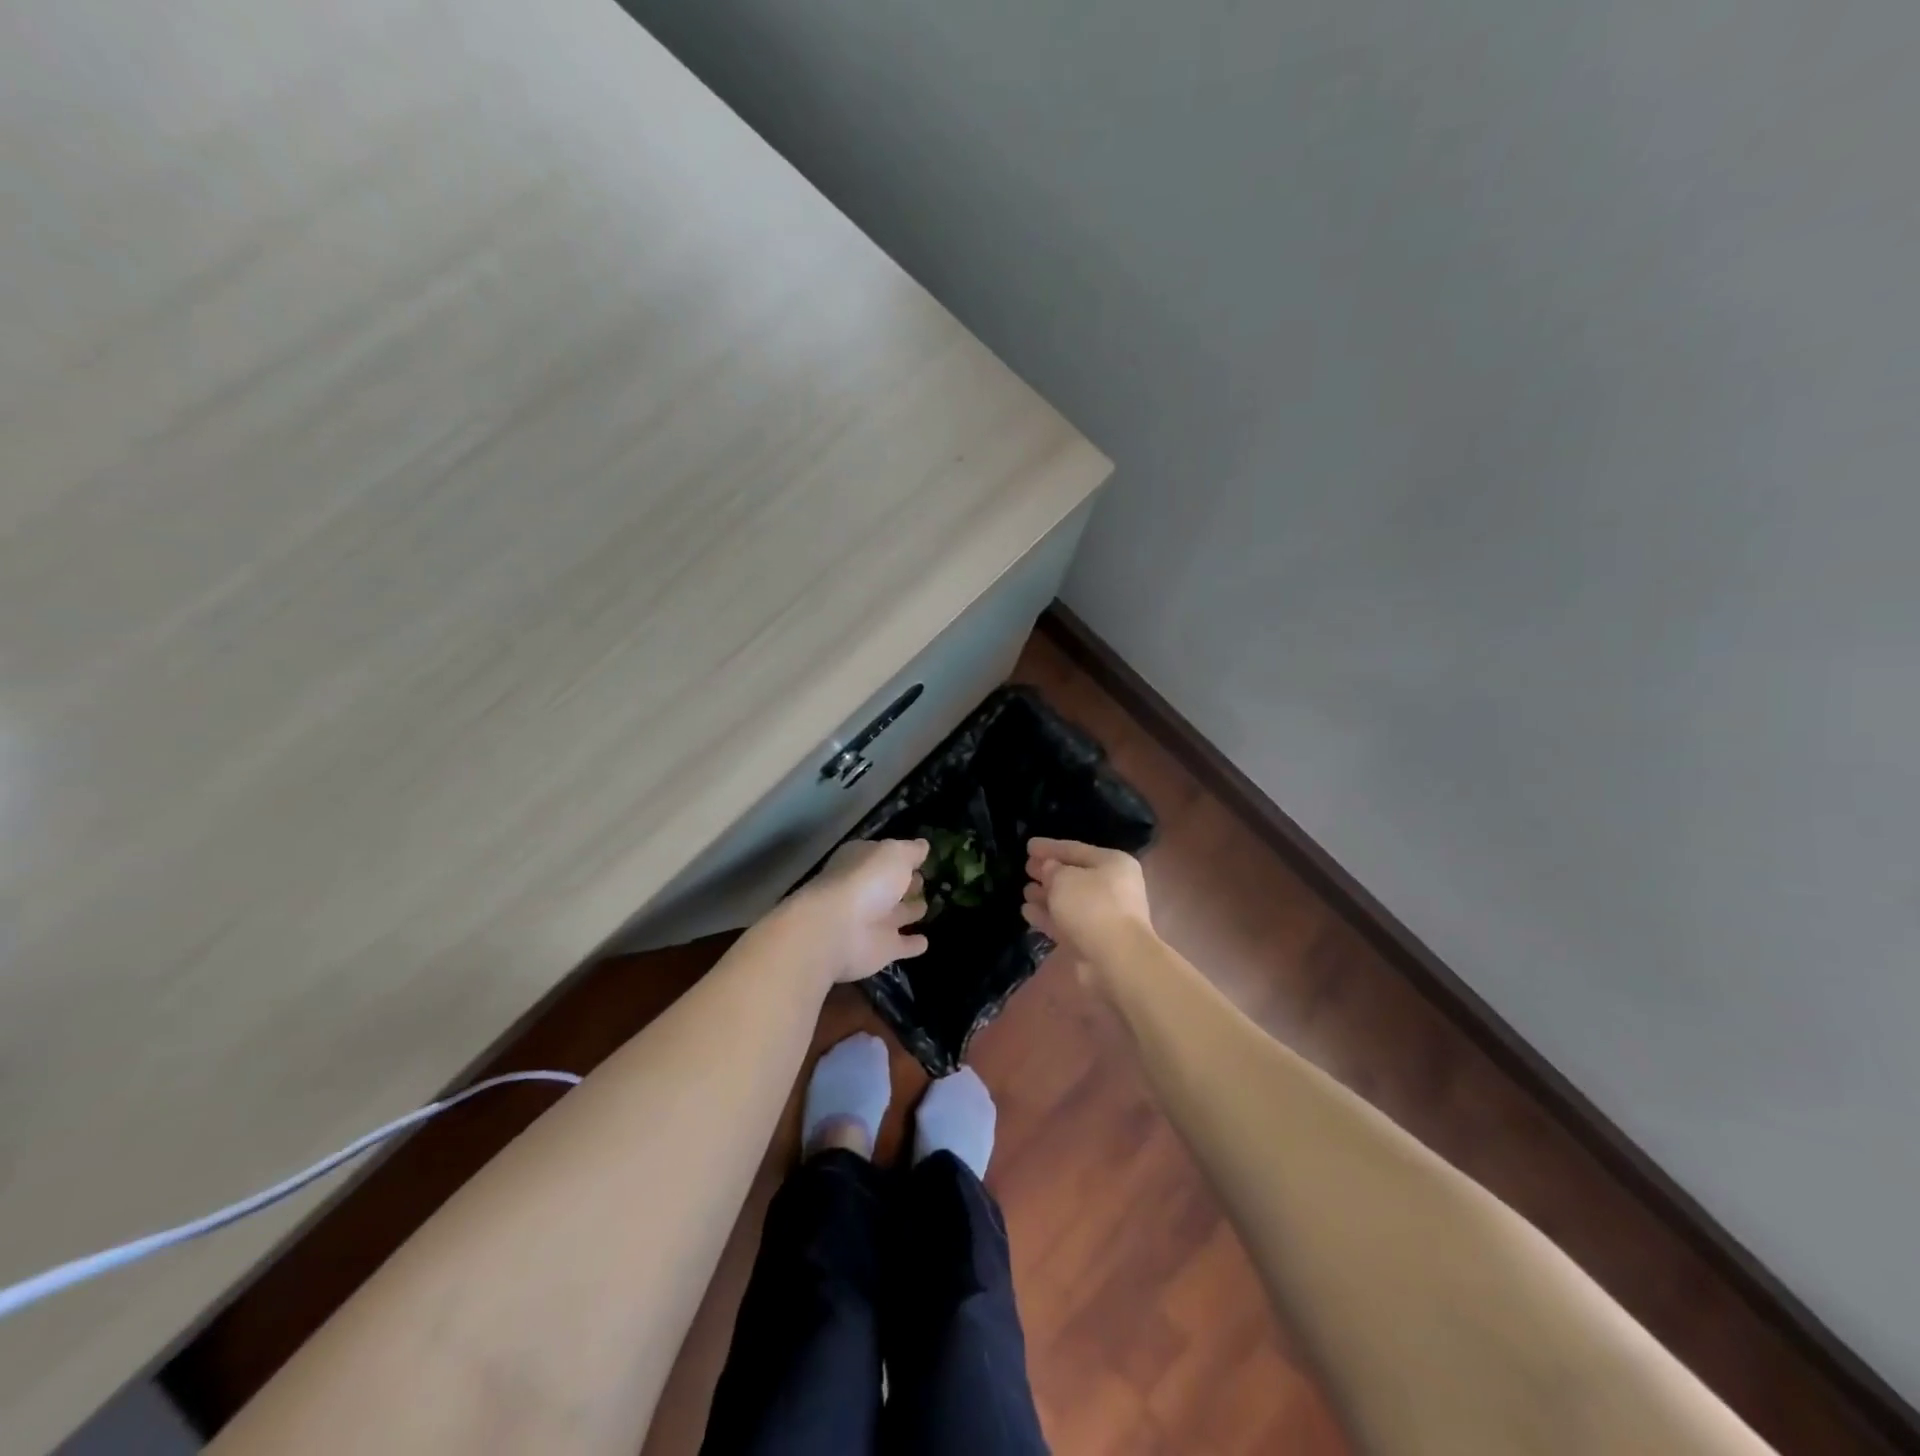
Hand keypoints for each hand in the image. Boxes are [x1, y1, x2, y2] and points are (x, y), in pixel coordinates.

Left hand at [784, 838, 929, 983]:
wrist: (839, 930)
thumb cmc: (866, 881)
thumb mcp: (894, 854)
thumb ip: (911, 850)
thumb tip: (923, 845)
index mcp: (863, 862)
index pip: (885, 856)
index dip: (902, 856)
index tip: (922, 858)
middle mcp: (867, 890)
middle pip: (892, 885)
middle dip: (908, 884)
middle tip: (925, 881)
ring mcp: (873, 921)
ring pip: (898, 914)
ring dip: (911, 911)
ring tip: (927, 907)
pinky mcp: (882, 949)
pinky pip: (902, 945)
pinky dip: (912, 945)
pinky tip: (925, 942)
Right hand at [1023, 837, 1154, 969]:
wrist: (1116, 959)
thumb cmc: (1092, 907)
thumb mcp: (1064, 879)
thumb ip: (1052, 870)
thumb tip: (1049, 869)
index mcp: (1113, 863)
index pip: (1076, 849)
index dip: (1050, 847)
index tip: (1028, 845)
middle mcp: (1112, 887)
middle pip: (1074, 875)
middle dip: (1049, 872)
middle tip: (1027, 867)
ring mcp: (1104, 915)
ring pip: (1069, 900)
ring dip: (1047, 896)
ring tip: (1025, 890)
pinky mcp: (1093, 940)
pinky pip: (1066, 922)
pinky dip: (1048, 916)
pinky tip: (1027, 912)